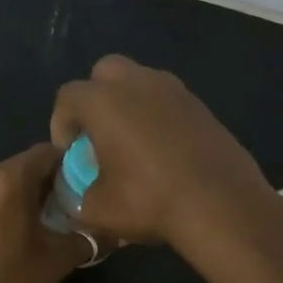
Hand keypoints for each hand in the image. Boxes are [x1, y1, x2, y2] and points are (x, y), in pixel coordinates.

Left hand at [0, 144, 91, 282]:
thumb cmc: (11, 279)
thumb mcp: (59, 259)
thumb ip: (89, 239)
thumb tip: (115, 233)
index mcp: (9, 179)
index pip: (47, 152)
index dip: (72, 164)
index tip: (90, 183)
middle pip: (26, 166)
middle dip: (52, 182)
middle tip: (76, 204)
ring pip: (7, 183)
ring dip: (30, 195)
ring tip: (53, 221)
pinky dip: (10, 206)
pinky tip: (23, 233)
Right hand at [50, 56, 278, 251]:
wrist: (221, 204)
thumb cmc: (149, 201)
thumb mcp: (98, 209)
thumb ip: (78, 197)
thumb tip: (80, 196)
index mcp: (104, 101)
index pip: (68, 97)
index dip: (61, 124)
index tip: (70, 154)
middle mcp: (138, 83)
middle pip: (105, 73)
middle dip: (95, 98)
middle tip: (98, 135)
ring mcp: (175, 90)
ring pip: (140, 82)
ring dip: (129, 104)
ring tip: (131, 143)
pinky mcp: (202, 106)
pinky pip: (168, 101)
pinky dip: (158, 116)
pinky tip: (163, 151)